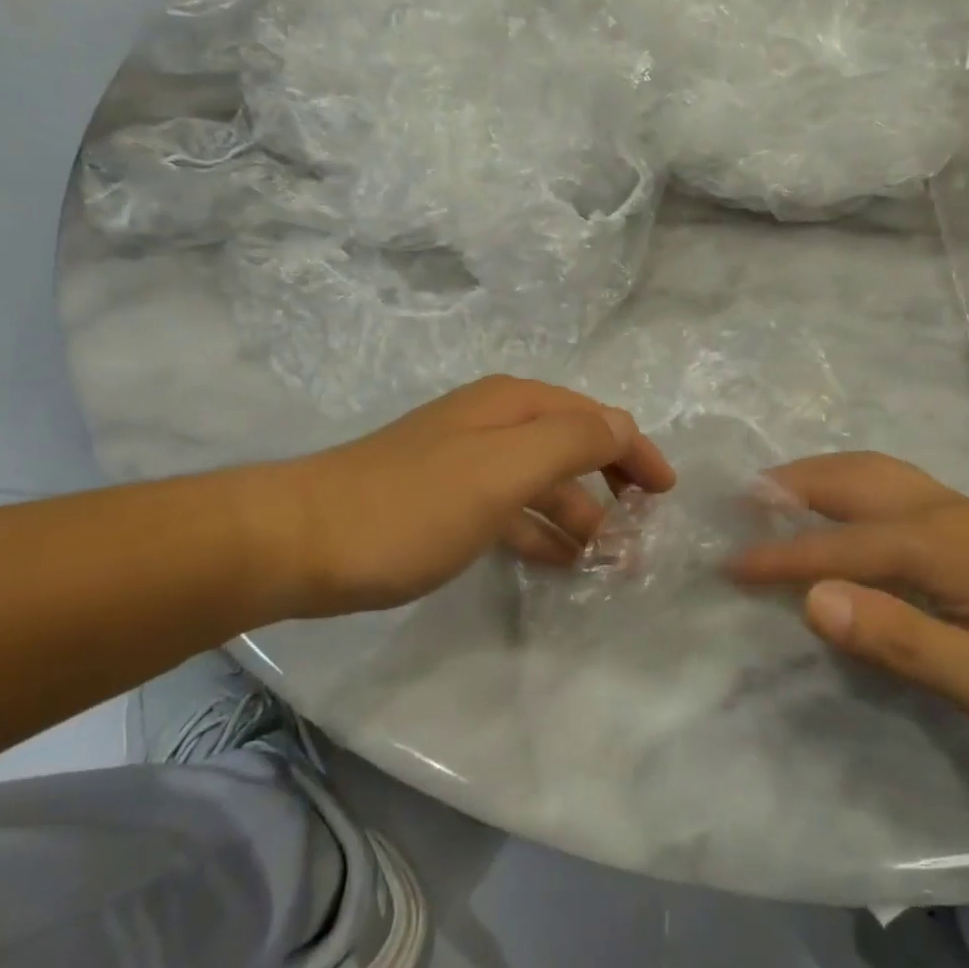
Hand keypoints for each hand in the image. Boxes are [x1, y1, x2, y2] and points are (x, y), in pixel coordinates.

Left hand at [231, 376, 674, 616]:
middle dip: (612, 485)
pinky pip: (513, 511)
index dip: (635, 450)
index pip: (595, 417)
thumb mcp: (502, 469)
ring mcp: (467, 462)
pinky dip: (542, 531)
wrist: (302, 542)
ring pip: (543, 483)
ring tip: (610, 562)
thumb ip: (570, 442)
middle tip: (641, 536)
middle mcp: (494, 423)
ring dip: (581, 515)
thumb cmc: (413, 505)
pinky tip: (558, 560)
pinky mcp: (446, 501)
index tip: (666, 495)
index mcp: (512, 405)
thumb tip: (621, 426)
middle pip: (571, 446)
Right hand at [729, 453, 968, 775]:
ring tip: (780, 493)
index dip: (777, 558)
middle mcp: (944, 512)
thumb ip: (903, 640)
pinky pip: (896, 486)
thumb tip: (813, 599)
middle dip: (789, 487)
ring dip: (820, 475)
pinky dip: (852, 484)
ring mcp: (968, 514)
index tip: (725, 565)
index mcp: (938, 544)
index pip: (835, 545)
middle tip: (740, 502)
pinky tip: (853, 511)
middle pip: (850, 480)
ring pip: (876, 473)